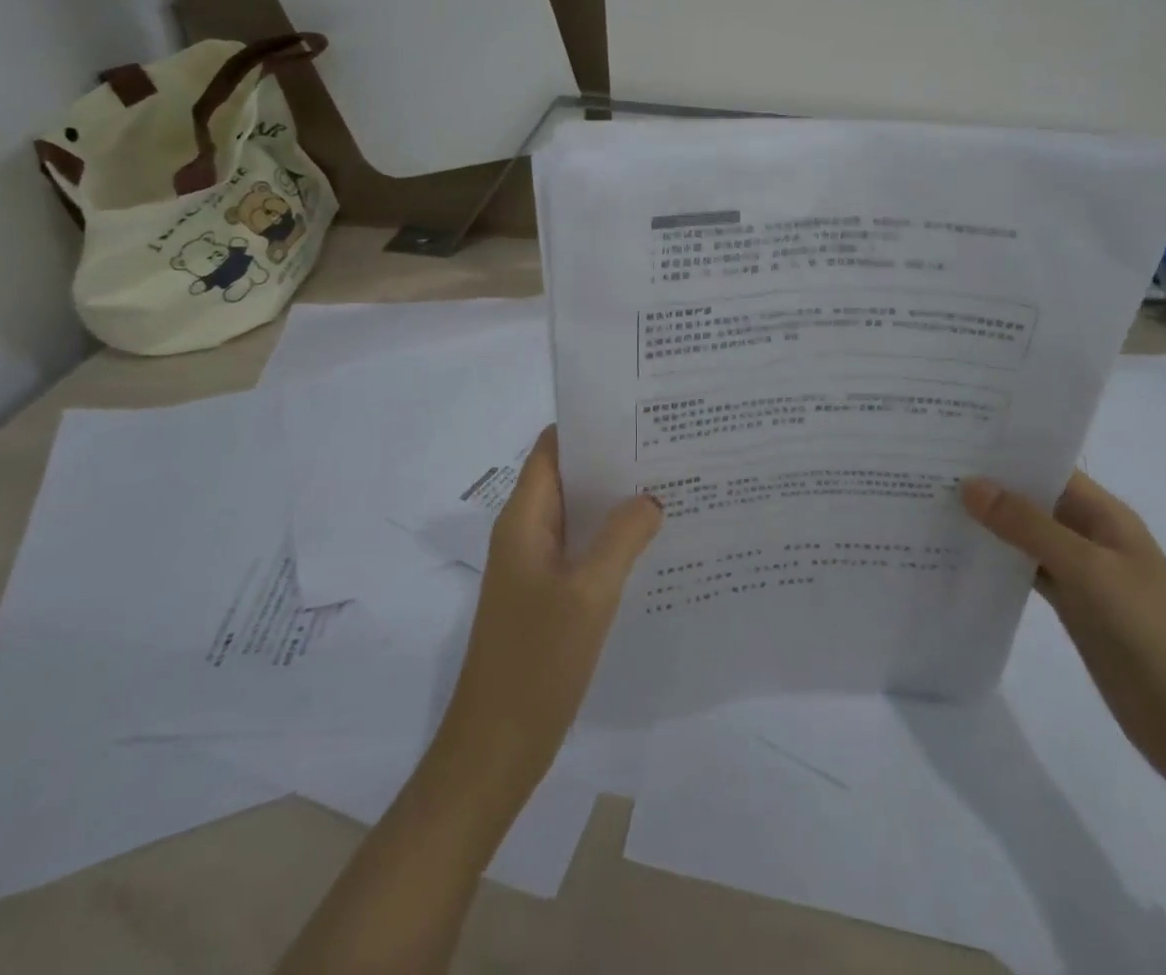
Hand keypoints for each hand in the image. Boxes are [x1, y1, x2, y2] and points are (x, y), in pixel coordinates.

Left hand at [437, 427, 662, 789]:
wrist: (496, 749)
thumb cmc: (537, 662)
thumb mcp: (589, 592)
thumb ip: (623, 536)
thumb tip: (651, 497)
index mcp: (524, 519)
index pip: (553, 448)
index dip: (590, 426)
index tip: (638, 415)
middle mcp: (525, 532)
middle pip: (568, 477)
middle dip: (612, 461)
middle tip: (668, 448)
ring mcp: (535, 566)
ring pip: (578, 515)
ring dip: (615, 501)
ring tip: (669, 486)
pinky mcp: (546, 595)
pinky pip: (581, 550)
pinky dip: (611, 538)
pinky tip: (651, 542)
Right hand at [960, 469, 1165, 799]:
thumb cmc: (1153, 634)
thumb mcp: (1089, 571)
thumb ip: (1029, 527)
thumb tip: (970, 484)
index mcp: (1105, 515)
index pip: (1048, 468)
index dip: (1004, 452)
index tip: (949, 438)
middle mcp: (1091, 536)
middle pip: (1033, 500)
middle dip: (987, 486)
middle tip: (923, 467)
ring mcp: (1082, 575)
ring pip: (1025, 537)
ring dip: (987, 525)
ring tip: (928, 504)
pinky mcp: (1072, 610)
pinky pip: (1027, 573)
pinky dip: (997, 564)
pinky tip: (957, 556)